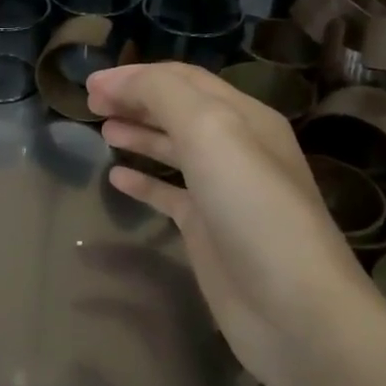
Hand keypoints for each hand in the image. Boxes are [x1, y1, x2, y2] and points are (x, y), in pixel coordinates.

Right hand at [87, 62, 385, 385]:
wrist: (294, 310)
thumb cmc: (253, 210)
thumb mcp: (212, 133)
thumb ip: (164, 96)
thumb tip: (118, 82)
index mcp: (244, 117)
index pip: (184, 80)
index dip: (136, 76)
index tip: (91, 82)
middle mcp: (236, 148)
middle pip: (178, 110)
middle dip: (134, 99)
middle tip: (90, 102)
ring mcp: (221, 192)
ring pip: (173, 149)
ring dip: (139, 133)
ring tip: (102, 130)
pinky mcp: (208, 230)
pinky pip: (168, 194)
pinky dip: (143, 181)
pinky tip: (116, 177)